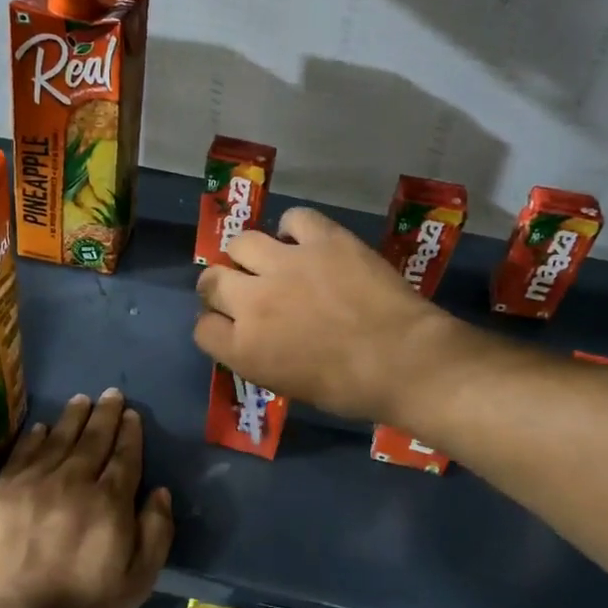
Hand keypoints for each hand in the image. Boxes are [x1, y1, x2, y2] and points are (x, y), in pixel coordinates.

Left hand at [0, 389, 173, 607]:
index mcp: (110, 501)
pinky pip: (23, 454)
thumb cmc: (88, 603)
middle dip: (105, 415)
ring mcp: (35, 484)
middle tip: (111, 394)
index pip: (124, 456)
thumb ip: (157, 530)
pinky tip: (42, 426)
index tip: (131, 414)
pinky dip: (35, 437)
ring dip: (73, 417)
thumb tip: (158, 490)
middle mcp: (74, 482)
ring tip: (82, 399)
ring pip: (59, 439)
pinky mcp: (4, 493)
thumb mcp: (141, 577)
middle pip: (93, 439)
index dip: (129, 433)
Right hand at [194, 207, 451, 422]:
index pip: (203, 328)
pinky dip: (294, 229)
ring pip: (242, 242)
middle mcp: (253, 301)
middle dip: (221, 286)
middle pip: (211, 280)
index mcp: (243, 348)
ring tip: (272, 261)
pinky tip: (306, 242)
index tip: (233, 326)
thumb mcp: (289, 385)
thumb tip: (255, 336)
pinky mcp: (321, 238)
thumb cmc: (350, 389)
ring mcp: (285, 263)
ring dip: (251, 254)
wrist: (404, 360)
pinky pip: (292, 218)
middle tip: (245, 290)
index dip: (216, 325)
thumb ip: (259, 356)